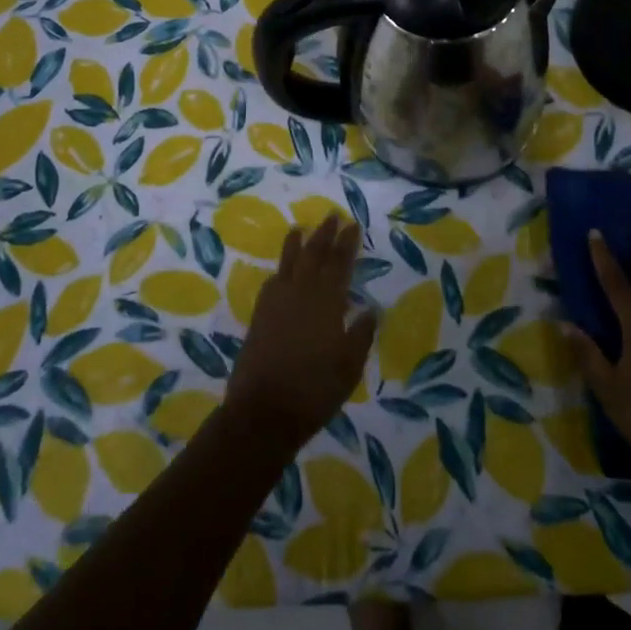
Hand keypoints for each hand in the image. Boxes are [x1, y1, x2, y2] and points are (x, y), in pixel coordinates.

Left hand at [225, 215, 376, 453]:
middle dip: (324, 235)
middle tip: (331, 217)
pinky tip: (281, 270)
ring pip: (289, 264)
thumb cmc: (314, 391)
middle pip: (313, 256)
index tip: (353, 225)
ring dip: (297, 245)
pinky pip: (272, 282)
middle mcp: (300, 294)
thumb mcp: (349, 366)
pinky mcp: (259, 317)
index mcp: (327, 302)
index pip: (339, 264)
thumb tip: (371, 309)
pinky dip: (279, 271)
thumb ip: (360, 334)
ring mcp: (276, 304)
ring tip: (300, 228)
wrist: (263, 413)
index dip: (347, 244)